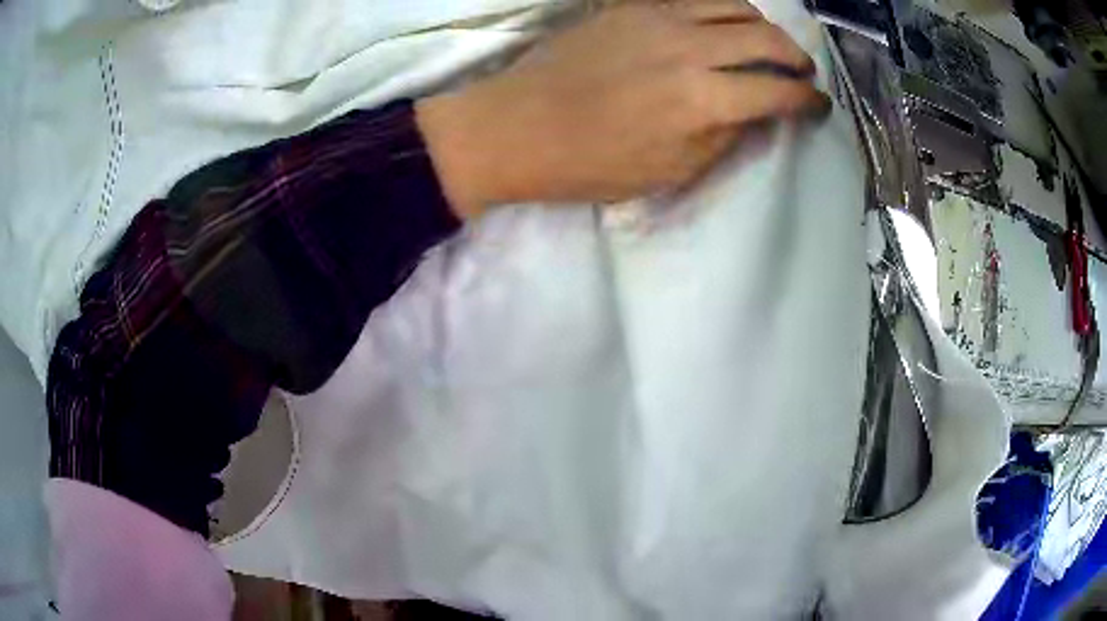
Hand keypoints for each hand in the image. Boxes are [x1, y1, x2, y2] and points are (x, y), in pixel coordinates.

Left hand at [417, 1, 829, 218]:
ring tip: (767, 44)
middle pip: (768, 39)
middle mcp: (690, 49)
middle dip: (797, 58)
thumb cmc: (589, 162)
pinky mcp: (632, 6)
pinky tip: (723, 23)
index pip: (779, 93)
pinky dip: (723, 7)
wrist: (516, 125)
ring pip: (736, 6)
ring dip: (764, 26)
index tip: (819, 105)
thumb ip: (723, 138)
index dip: (808, 100)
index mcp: (702, 101)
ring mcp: (659, 18)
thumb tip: (759, 115)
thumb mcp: (668, 171)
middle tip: (801, 73)